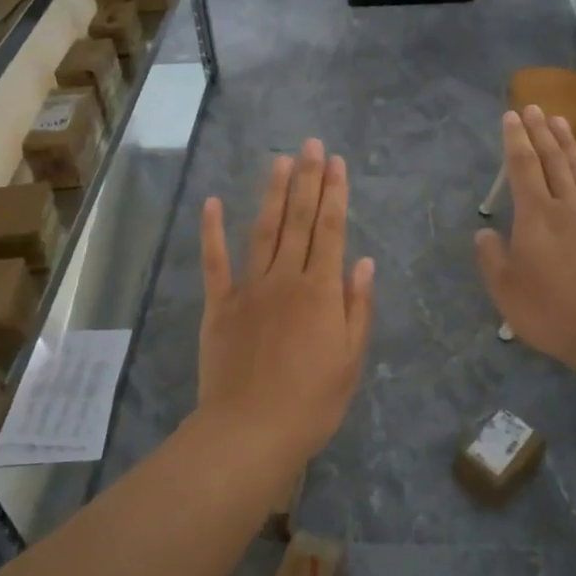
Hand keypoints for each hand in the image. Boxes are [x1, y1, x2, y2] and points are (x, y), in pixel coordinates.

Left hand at [196, 139, 375, 463]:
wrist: (250, 431)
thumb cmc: (311, 402)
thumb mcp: (350, 360)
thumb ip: (356, 308)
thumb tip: (362, 263)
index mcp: (320, 292)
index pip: (330, 231)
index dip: (334, 194)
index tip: (337, 163)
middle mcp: (284, 279)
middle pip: (298, 221)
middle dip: (307, 180)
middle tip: (311, 144)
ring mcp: (248, 289)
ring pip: (262, 231)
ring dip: (272, 194)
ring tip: (279, 160)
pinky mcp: (219, 305)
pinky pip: (214, 262)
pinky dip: (213, 231)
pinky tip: (214, 203)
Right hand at [475, 107, 575, 377]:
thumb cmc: (552, 311)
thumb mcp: (505, 289)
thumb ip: (491, 258)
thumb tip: (484, 233)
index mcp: (534, 218)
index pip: (521, 169)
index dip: (514, 141)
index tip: (511, 116)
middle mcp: (566, 209)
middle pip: (552, 163)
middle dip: (540, 134)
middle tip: (533, 107)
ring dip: (571, 147)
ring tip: (561, 121)